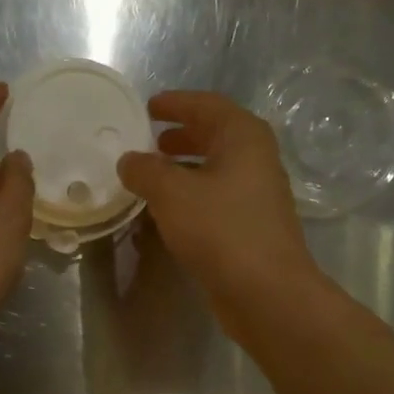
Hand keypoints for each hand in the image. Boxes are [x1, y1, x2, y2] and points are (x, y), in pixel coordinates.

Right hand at [117, 91, 320, 323]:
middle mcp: (255, 159)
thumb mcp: (172, 193)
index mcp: (243, 137)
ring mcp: (255, 194)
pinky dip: (189, 196)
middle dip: (179, 136)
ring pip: (213, 169)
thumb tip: (128, 160)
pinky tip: (165, 212)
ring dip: (182, 168)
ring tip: (149, 176)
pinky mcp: (249, 226)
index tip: (147, 107)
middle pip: (213, 136)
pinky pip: (214, 198)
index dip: (175, 103)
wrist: (265, 291)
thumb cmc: (220, 230)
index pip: (206, 105)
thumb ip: (145, 171)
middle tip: (147, 141)